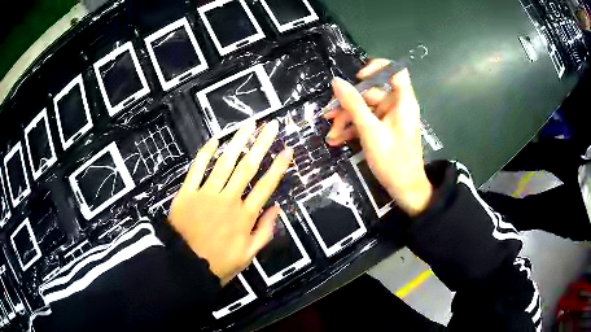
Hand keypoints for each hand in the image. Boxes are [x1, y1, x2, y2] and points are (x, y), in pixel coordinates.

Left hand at [169, 120, 292, 285]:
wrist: (185, 266)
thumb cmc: (218, 263)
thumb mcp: (248, 255)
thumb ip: (264, 232)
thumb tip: (276, 208)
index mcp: (245, 216)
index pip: (266, 186)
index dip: (278, 167)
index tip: (287, 149)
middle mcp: (229, 200)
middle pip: (248, 167)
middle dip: (261, 144)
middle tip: (271, 125)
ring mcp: (207, 194)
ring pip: (225, 163)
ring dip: (238, 142)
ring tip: (249, 124)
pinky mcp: (187, 193)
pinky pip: (197, 169)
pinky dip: (206, 153)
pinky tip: (215, 139)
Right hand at [325, 61, 431, 215]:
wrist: (404, 189)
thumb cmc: (392, 160)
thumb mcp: (370, 130)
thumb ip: (353, 104)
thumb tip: (336, 81)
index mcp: (402, 101)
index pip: (395, 71)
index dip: (376, 68)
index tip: (357, 78)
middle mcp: (397, 106)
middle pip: (371, 94)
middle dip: (348, 106)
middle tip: (329, 117)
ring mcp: (390, 119)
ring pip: (365, 110)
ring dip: (346, 120)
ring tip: (330, 135)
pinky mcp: (384, 131)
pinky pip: (366, 123)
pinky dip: (353, 129)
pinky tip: (337, 140)